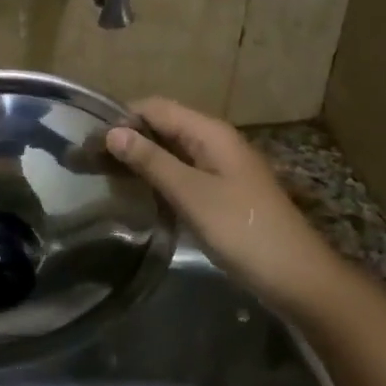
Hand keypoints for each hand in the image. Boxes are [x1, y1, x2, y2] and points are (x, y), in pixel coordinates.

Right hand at [106, 97, 348, 313]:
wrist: (297, 278)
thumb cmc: (242, 230)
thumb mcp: (190, 194)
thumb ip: (151, 161)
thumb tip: (112, 132)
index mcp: (210, 132)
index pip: (155, 107)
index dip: (121, 118)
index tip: (88, 143)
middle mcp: (215, 141)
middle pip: (163, 125)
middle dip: (128, 137)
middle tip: (90, 161)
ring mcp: (221, 166)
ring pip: (171, 149)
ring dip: (141, 157)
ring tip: (105, 176)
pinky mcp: (222, 190)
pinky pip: (182, 171)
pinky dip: (158, 175)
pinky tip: (138, 193)